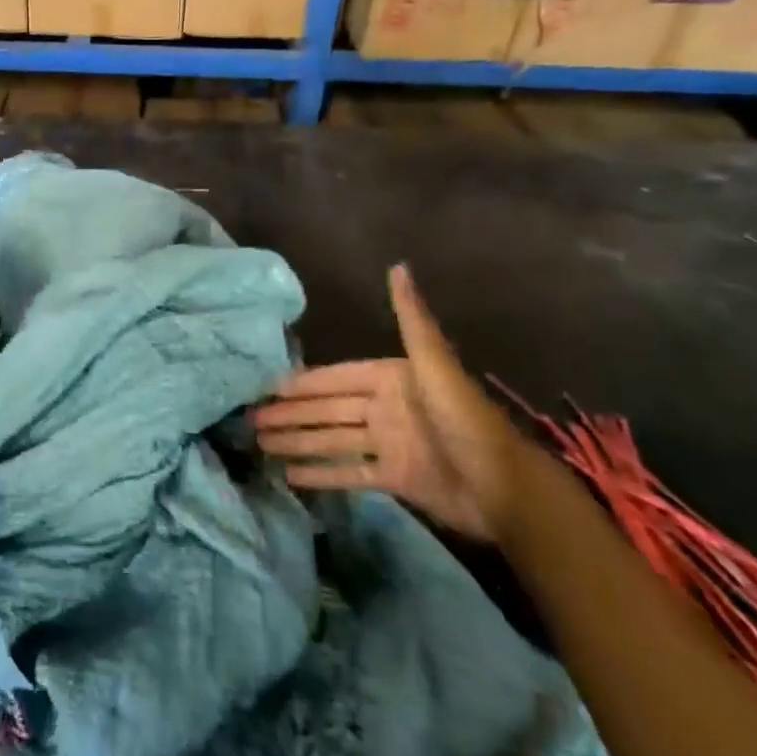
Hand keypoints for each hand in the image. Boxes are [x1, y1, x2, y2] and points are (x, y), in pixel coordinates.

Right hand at [252, 264, 530, 542]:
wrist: (507, 489)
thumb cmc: (464, 421)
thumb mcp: (433, 364)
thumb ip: (411, 318)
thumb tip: (398, 266)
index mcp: (389, 379)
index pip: (334, 378)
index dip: (300, 383)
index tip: (266, 387)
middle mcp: (385, 408)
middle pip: (327, 410)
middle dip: (290, 414)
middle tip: (249, 421)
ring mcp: (388, 444)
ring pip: (332, 440)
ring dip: (298, 442)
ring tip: (260, 445)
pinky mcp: (395, 479)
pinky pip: (350, 472)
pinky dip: (322, 473)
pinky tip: (290, 475)